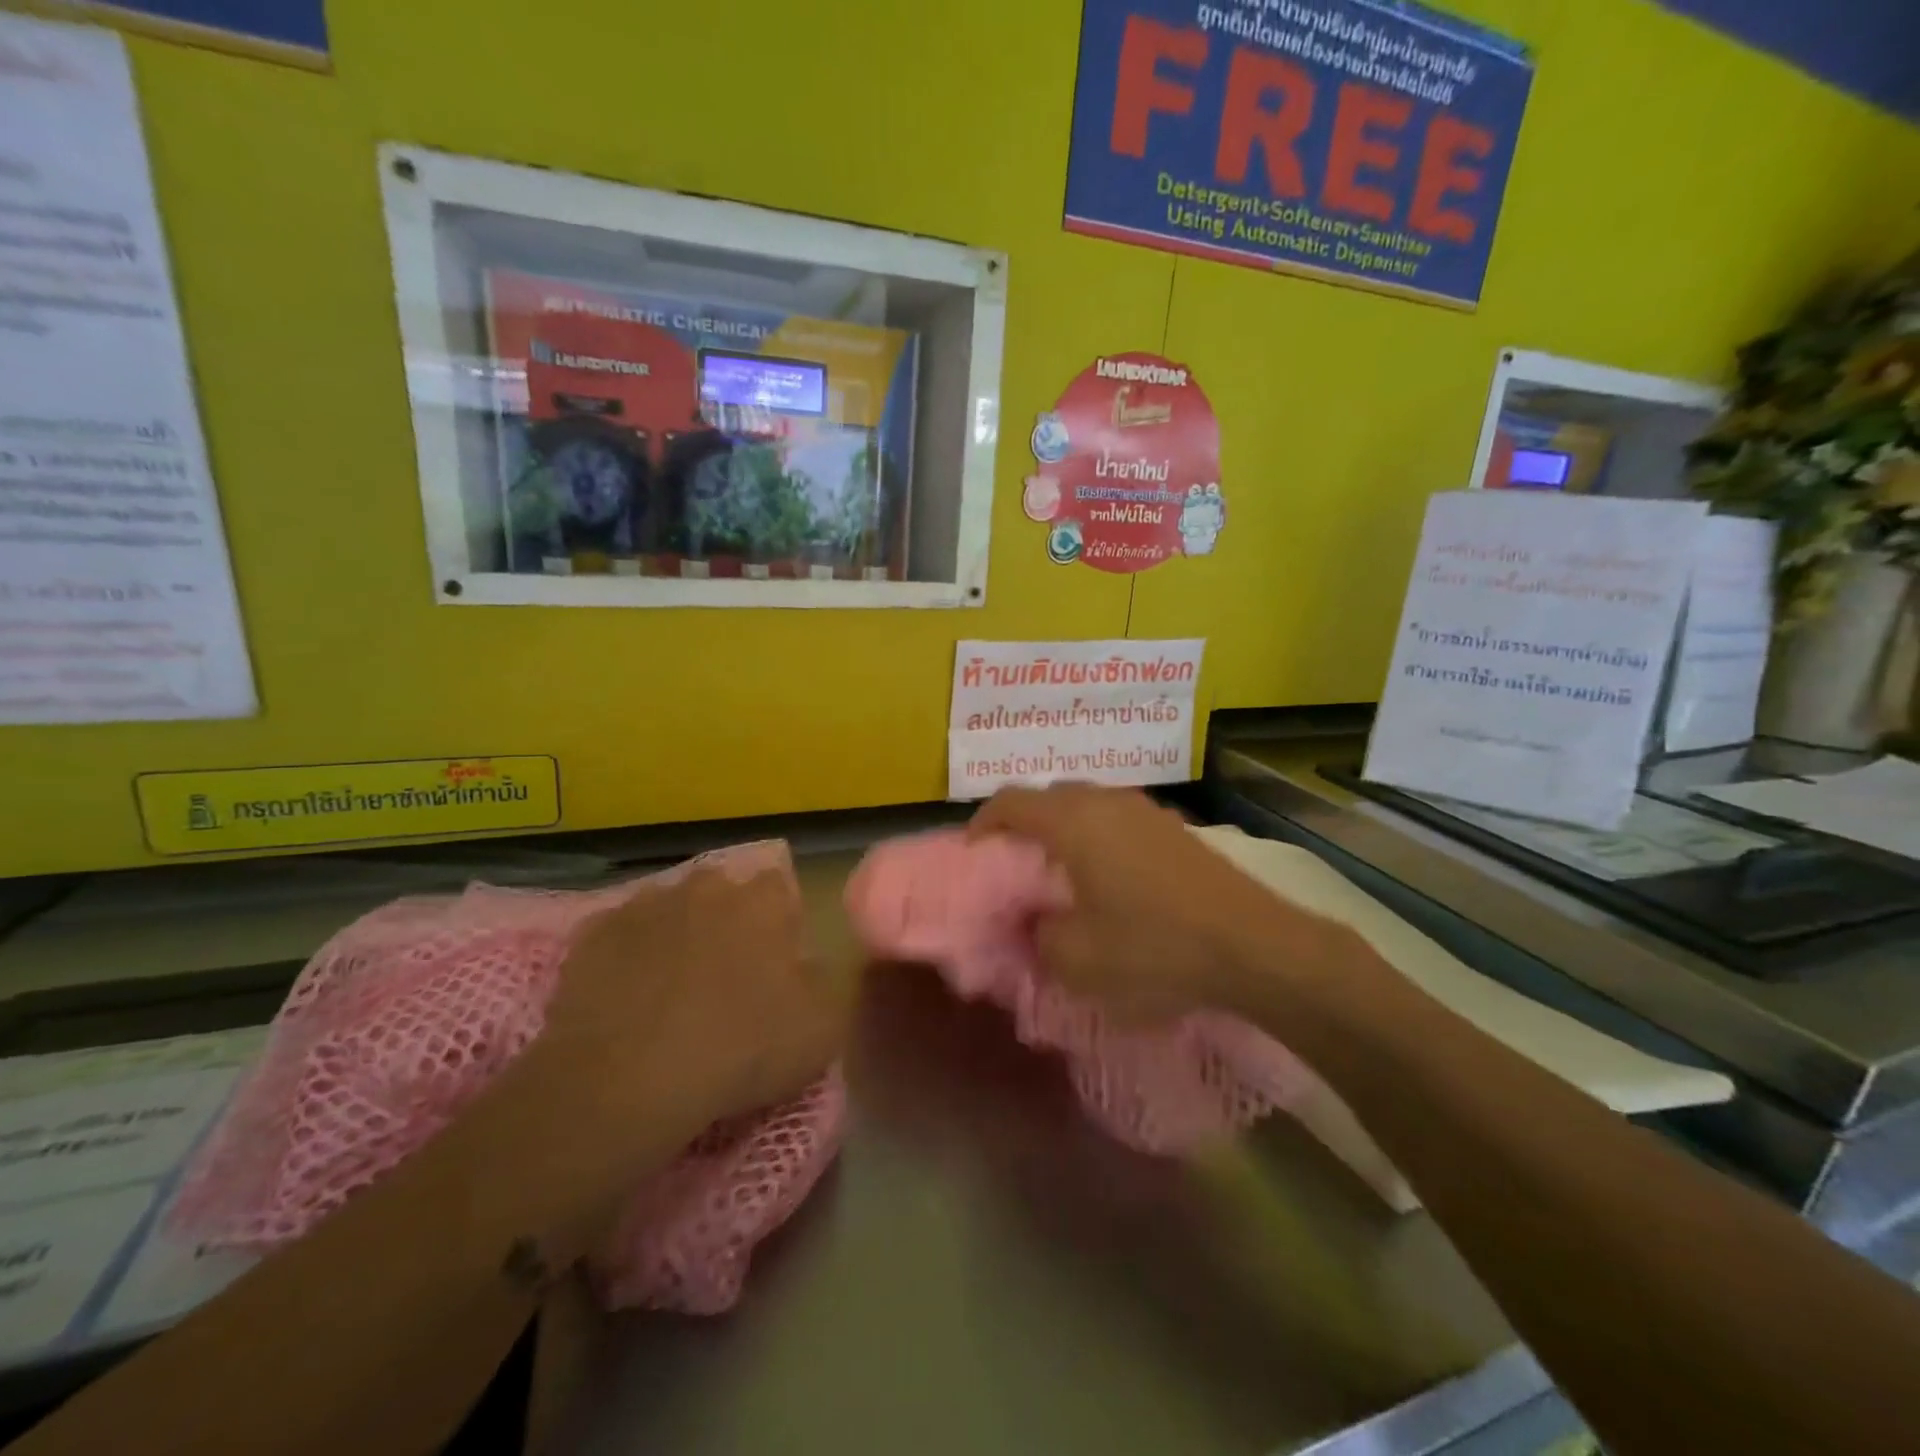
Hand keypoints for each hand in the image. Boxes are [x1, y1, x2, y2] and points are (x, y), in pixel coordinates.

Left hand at [542, 865, 846, 1130]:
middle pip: (724, 895)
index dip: (781, 926)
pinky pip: (621, 938)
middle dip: (727, 924)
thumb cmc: (739, 1050)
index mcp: (763, 901)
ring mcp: (645, 905)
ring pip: (671, 912)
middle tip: (725, 979)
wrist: (625, 1082)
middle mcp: (706, 887)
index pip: (780, 890)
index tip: (776, 966)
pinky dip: (627, 959)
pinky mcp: (593, 934)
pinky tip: (627, 1000)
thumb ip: (824, 982)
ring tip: (672, 992)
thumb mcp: (821, 1029)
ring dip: (677, 937)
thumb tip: (806, 966)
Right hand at [970, 785, 1346, 1017]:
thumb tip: (1032, 920)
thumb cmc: (1154, 949)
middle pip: (1049, 797)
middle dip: (1024, 826)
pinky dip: (1099, 840)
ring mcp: (1147, 810)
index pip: (1011, 801)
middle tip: (1015, 867)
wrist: (1254, 947)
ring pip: (1088, 807)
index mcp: (1074, 822)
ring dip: (1064, 832)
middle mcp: (1107, 801)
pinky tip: (1111, 881)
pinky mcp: (1176, 829)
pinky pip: (1119, 821)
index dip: (983, 822)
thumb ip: (1037, 934)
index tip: (973, 853)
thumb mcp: (1076, 959)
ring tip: (1061, 875)